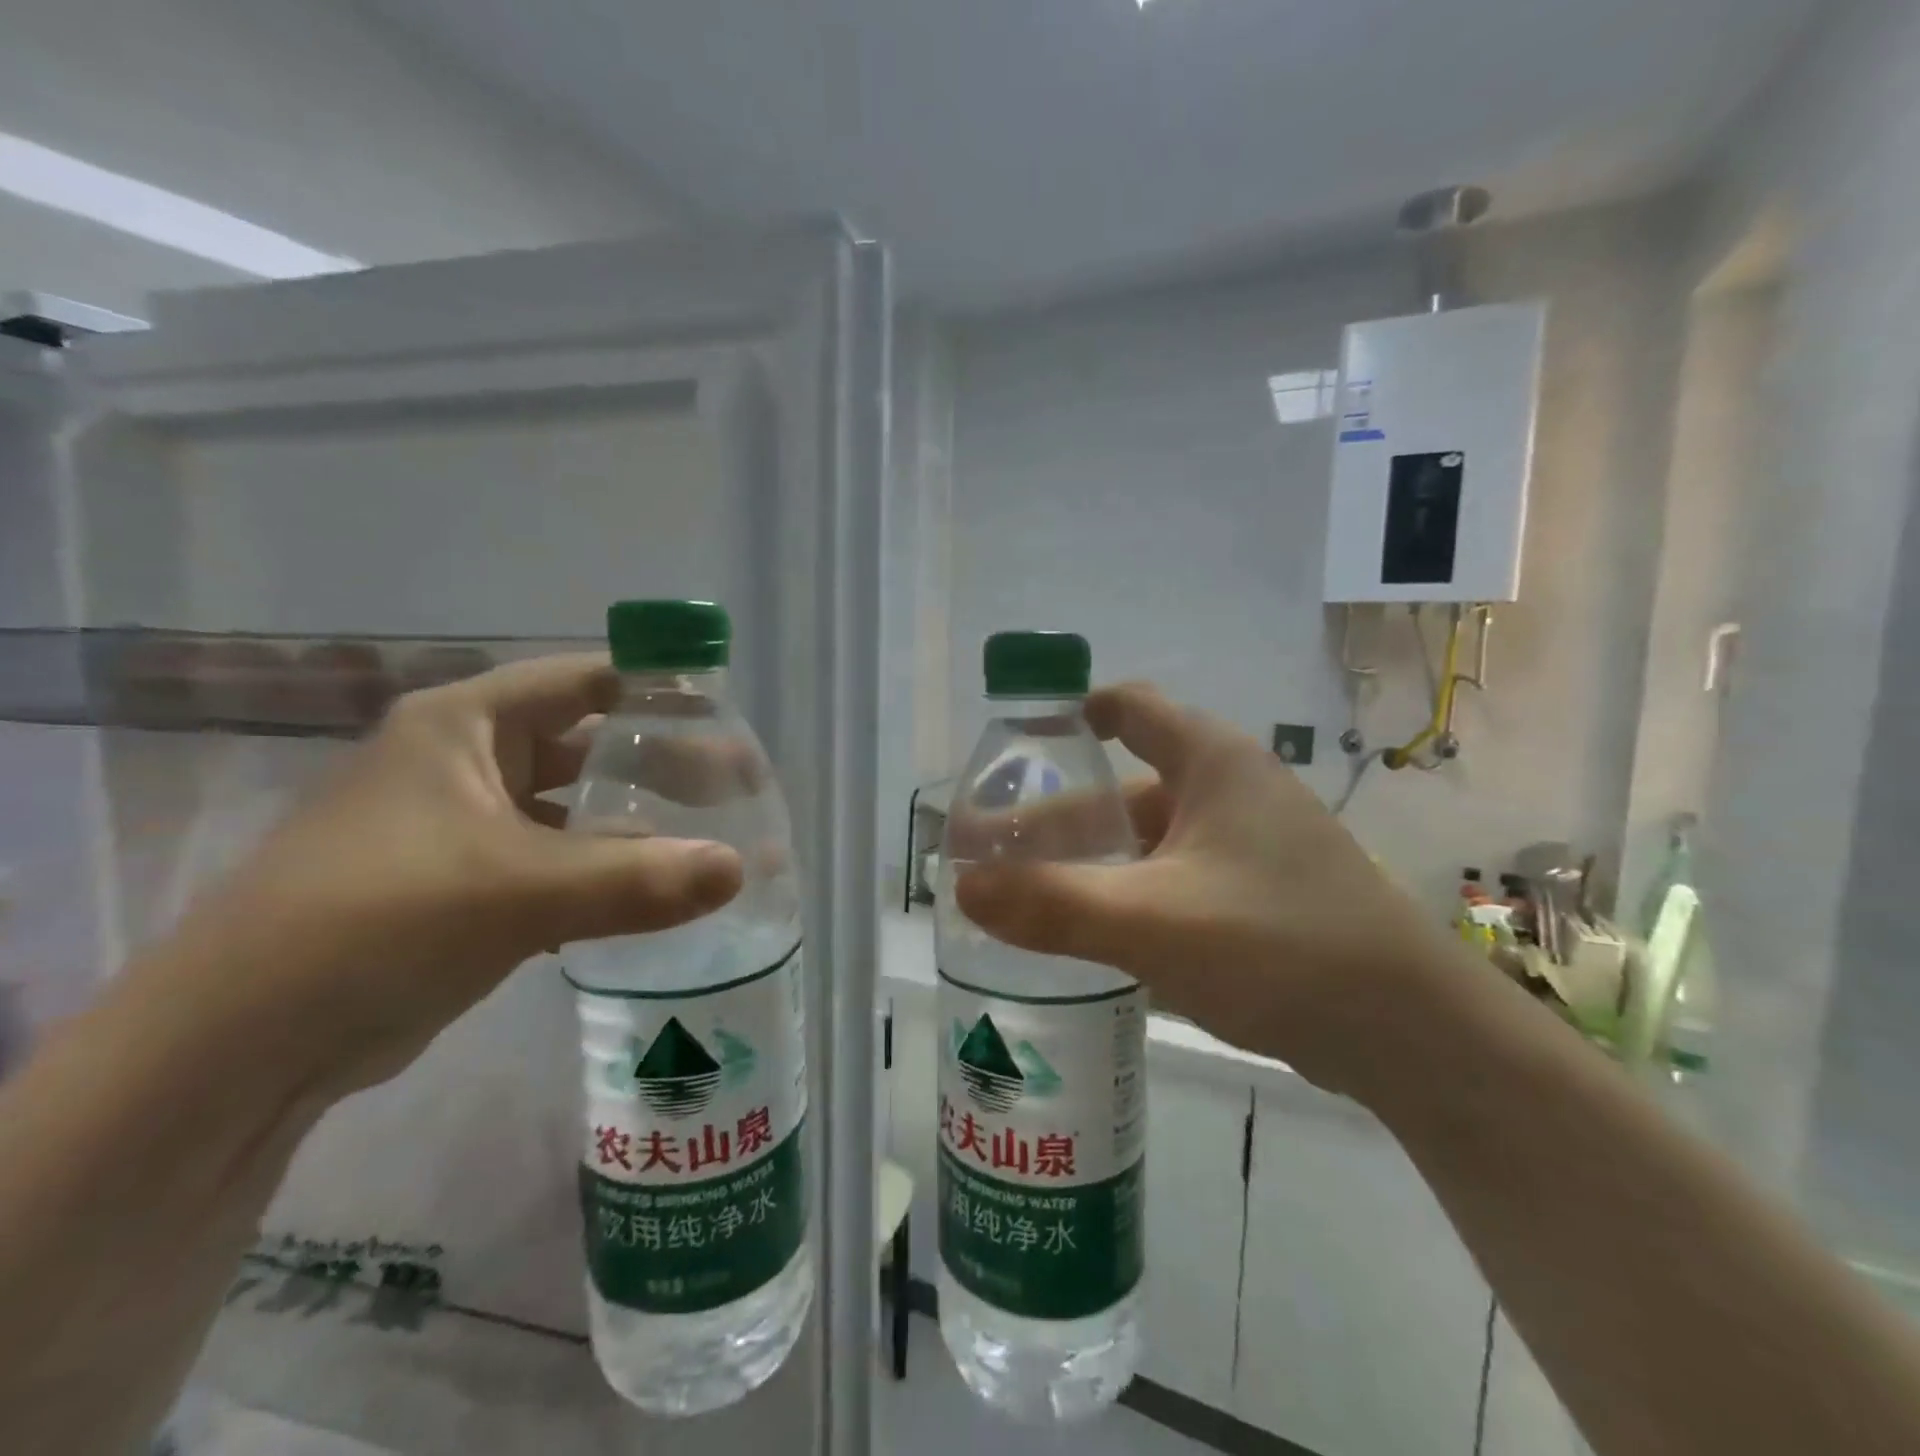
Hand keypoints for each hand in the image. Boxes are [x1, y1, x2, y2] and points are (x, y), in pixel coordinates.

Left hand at [150, 655, 742, 1097]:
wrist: (236, 1049)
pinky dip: (604, 870)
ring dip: (636, 823)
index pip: (586, 679)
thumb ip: (637, 879)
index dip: (658, 688)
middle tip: (734, 789)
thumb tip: (739, 869)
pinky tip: (653, 890)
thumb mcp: (516, 892)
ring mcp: (463, 825)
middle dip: (661, 763)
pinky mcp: (465, 885)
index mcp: (466, 725)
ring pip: (574, 808)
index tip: (726, 714)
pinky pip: (555, 860)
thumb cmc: (374, 924)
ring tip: (708, 837)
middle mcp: (466, 761)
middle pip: (588, 744)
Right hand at [953, 682, 1456, 1093]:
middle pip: (1126, 791)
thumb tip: (960, 884)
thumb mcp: (1152, 921)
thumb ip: (1052, 903)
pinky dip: (1129, 897)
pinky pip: (1175, 882)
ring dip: (1092, 865)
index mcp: (1213, 764)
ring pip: (1149, 843)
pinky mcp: (1260, 900)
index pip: (1132, 709)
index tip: (1020, 743)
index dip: (1074, 716)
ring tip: (1028, 896)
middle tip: (994, 853)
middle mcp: (1232, 793)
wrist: (1411, 1035)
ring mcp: (1250, 849)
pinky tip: (1093, 933)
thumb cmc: (1279, 945)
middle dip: (1059, 820)